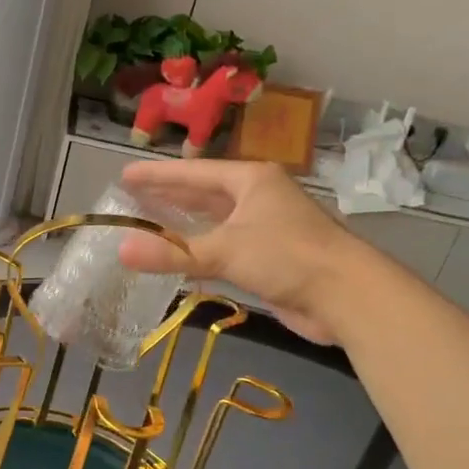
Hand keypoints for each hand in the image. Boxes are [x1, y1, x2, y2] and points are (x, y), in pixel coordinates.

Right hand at [115, 159, 365, 344]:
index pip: (194, 173)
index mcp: (251, 181)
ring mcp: (266, 228)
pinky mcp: (270, 258)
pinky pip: (224, 247)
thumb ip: (172, 253)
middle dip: (169, 195)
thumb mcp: (225, 250)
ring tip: (150, 221)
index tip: (126, 174)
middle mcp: (259, 198)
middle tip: (132, 196)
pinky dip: (200, 249)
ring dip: (184, 222)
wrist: (347, 296)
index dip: (158, 174)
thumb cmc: (288, 256)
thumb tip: (121, 250)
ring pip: (215, 221)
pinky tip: (181, 256)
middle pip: (204, 193)